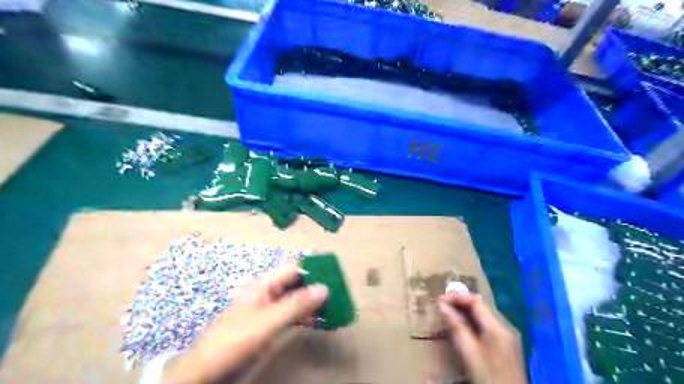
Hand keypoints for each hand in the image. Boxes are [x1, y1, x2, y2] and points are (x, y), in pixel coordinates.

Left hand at [162, 263, 327, 383]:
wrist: (208, 368)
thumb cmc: (236, 338)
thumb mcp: (268, 321)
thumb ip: (296, 305)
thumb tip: (324, 288)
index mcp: (265, 284)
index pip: (293, 269)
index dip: (313, 269)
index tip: (333, 275)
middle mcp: (268, 293)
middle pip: (296, 283)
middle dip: (315, 286)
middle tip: (338, 293)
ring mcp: (268, 309)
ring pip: (296, 299)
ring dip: (312, 302)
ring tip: (334, 307)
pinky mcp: (269, 325)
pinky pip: (292, 315)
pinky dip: (305, 316)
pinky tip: (318, 321)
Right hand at [439, 292, 527, 382]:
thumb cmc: (487, 376)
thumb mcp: (468, 351)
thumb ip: (456, 326)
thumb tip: (442, 304)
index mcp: (497, 327)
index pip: (476, 301)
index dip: (457, 297)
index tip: (440, 299)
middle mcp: (505, 327)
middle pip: (481, 307)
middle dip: (460, 303)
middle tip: (442, 305)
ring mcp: (507, 337)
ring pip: (483, 316)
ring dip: (466, 312)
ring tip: (449, 313)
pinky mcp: (506, 347)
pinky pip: (487, 326)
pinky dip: (473, 322)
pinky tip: (463, 327)